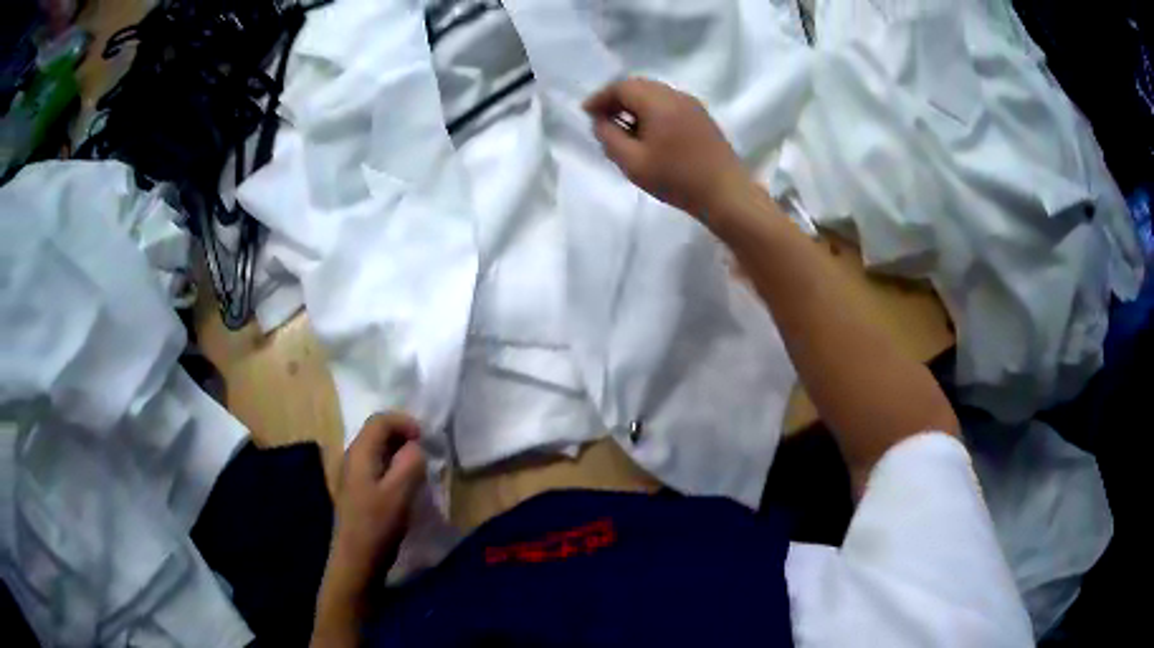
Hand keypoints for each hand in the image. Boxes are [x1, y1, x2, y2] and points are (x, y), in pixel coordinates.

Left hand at [331, 412, 425, 581]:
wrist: (356, 559)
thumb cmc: (377, 524)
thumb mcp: (400, 492)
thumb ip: (411, 462)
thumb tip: (415, 447)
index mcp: (359, 452)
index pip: (380, 420)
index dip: (404, 422)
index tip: (425, 439)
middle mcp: (351, 457)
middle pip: (376, 432)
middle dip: (402, 435)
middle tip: (425, 452)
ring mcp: (352, 475)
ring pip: (377, 450)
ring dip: (398, 452)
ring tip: (418, 468)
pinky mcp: (357, 491)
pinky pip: (376, 466)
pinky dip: (392, 467)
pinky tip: (404, 485)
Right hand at [583, 77, 750, 219]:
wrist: (726, 193)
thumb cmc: (677, 179)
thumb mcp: (633, 163)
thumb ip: (610, 138)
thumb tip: (600, 121)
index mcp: (658, 102)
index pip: (621, 87)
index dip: (600, 98)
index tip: (586, 113)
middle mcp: (676, 95)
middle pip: (639, 86)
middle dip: (616, 99)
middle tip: (602, 119)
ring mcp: (692, 104)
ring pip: (655, 94)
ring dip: (635, 105)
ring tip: (623, 128)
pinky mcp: (702, 117)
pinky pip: (669, 103)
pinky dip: (652, 111)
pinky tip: (648, 133)